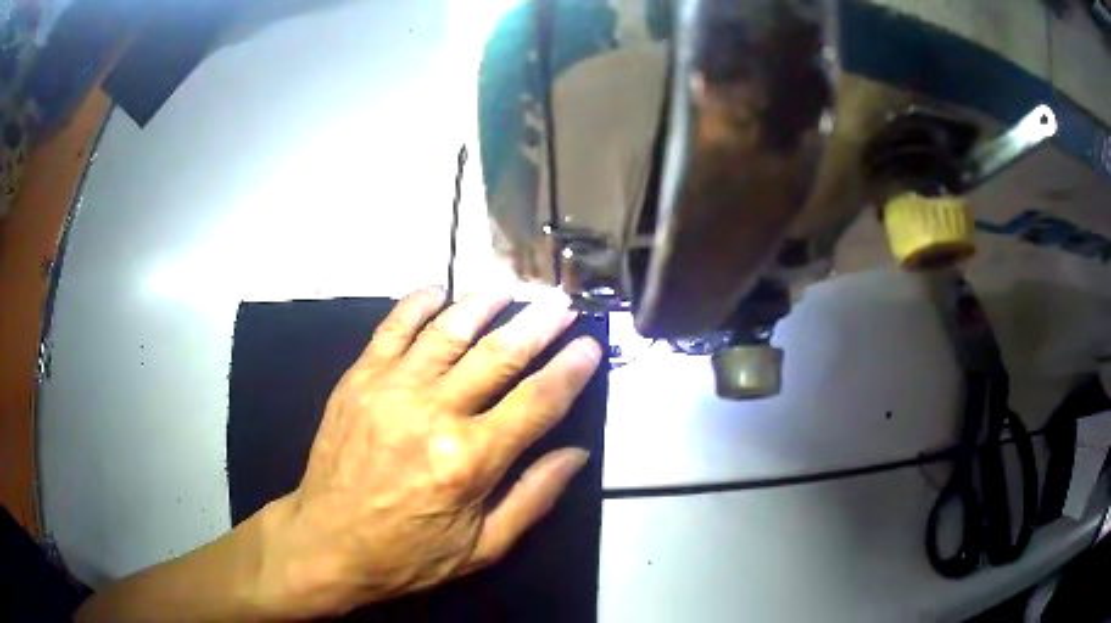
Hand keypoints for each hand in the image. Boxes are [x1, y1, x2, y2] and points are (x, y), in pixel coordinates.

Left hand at [258, 286, 601, 617]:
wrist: (327, 542)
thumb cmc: (408, 553)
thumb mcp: (483, 546)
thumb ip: (534, 497)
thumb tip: (576, 453)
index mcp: (470, 460)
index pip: (537, 401)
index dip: (571, 369)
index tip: (590, 345)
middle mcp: (433, 413)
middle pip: (498, 355)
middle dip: (538, 324)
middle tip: (561, 303)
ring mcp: (391, 388)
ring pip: (448, 330)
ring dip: (485, 303)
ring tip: (511, 287)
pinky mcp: (358, 378)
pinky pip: (392, 328)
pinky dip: (418, 303)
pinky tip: (438, 291)